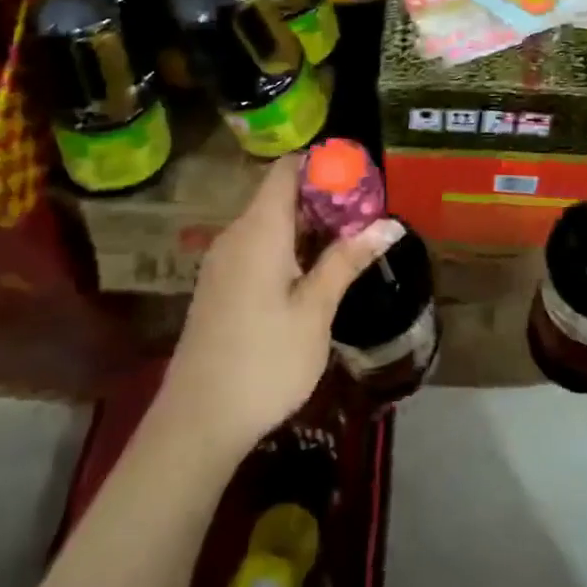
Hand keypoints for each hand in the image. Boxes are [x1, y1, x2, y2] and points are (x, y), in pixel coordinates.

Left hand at [160, 155, 403, 457]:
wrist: (197, 422)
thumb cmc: (264, 361)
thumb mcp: (315, 311)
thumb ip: (347, 261)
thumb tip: (389, 224)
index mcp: (259, 230)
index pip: (287, 170)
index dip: (323, 164)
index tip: (361, 177)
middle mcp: (236, 235)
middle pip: (280, 195)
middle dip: (324, 198)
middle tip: (367, 214)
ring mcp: (223, 261)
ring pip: (269, 223)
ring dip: (309, 226)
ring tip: (350, 241)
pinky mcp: (220, 285)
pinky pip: (257, 247)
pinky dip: (289, 247)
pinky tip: (314, 273)